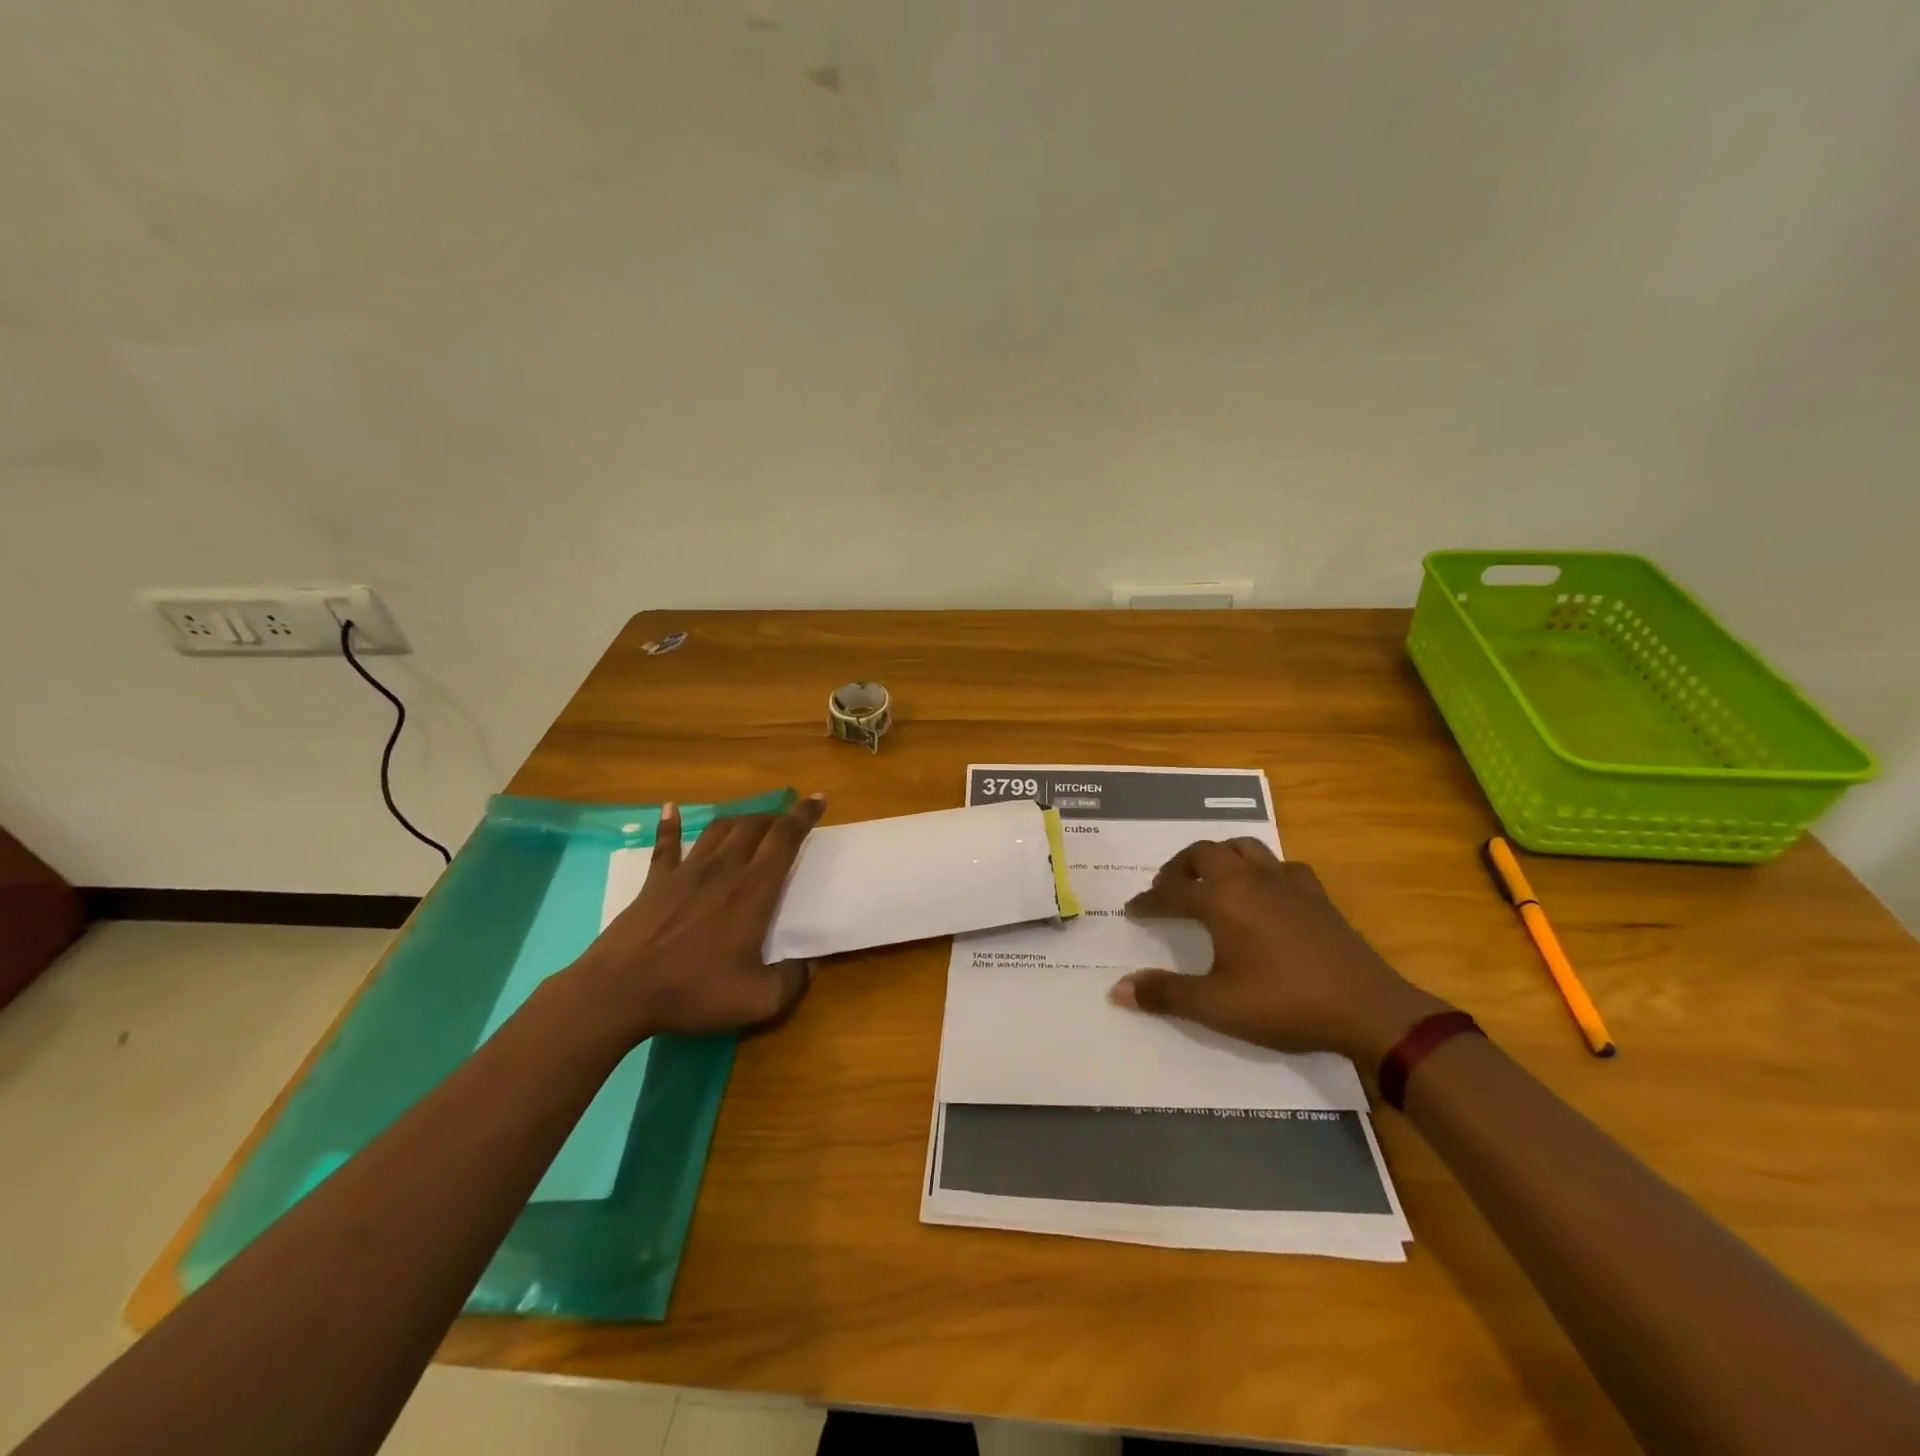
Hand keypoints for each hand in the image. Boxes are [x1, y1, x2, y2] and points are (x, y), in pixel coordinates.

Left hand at [564, 796, 825, 1042]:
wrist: (619, 992)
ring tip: (752, 824)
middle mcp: (723, 869)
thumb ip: (792, 981)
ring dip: (740, 820)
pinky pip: (667, 844)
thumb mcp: (757, 1000)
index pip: (784, 839)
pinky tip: (671, 808)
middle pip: (754, 827)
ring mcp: (686, 871)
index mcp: (753, 890)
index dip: (803, 816)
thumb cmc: (692, 991)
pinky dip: (670, 824)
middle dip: (776, 818)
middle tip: (788, 822)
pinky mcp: (655, 881)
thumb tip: (810, 966)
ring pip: (719, 830)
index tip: (818, 799)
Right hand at [1110, 839, 1449, 1062]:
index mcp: (1221, 899)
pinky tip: (1265, 891)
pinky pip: (1281, 865)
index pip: (1171, 892)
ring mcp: (1286, 881)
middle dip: (1179, 867)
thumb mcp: (1217, 1006)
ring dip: (1219, 857)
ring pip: (1243, 847)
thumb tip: (1118, 989)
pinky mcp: (1316, 893)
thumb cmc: (1283, 1003)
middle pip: (1204, 853)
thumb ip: (1166, 995)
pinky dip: (1263, 870)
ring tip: (1209, 879)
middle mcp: (1248, 878)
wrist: (1366, 1008)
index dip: (1148, 902)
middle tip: (1167, 888)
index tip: (1132, 910)